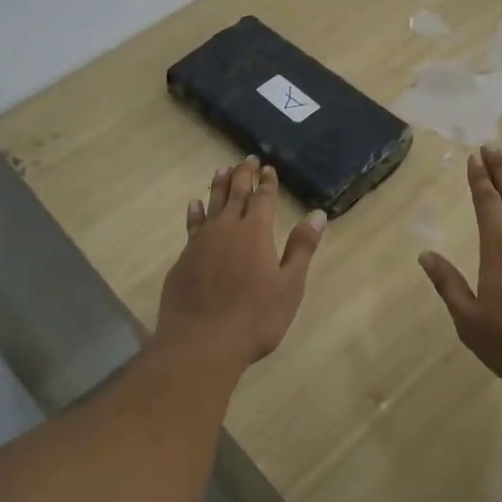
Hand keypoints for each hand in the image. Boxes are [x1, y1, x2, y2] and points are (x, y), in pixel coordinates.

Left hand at [157, 157, 325, 371]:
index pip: (263, 198)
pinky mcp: (184, 258)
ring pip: (211, 204)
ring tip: (222, 169)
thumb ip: (302, 248)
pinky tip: (194, 205)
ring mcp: (201, 242)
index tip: (269, 168)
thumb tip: (317, 214)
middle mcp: (227, 229)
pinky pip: (192, 225)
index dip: (267, 182)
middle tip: (248, 159)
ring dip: (219, 185)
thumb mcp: (289, 286)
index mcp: (256, 232)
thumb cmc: (254, 318)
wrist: (200, 342)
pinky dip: (196, 212)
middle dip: (243, 175)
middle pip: (236, 194)